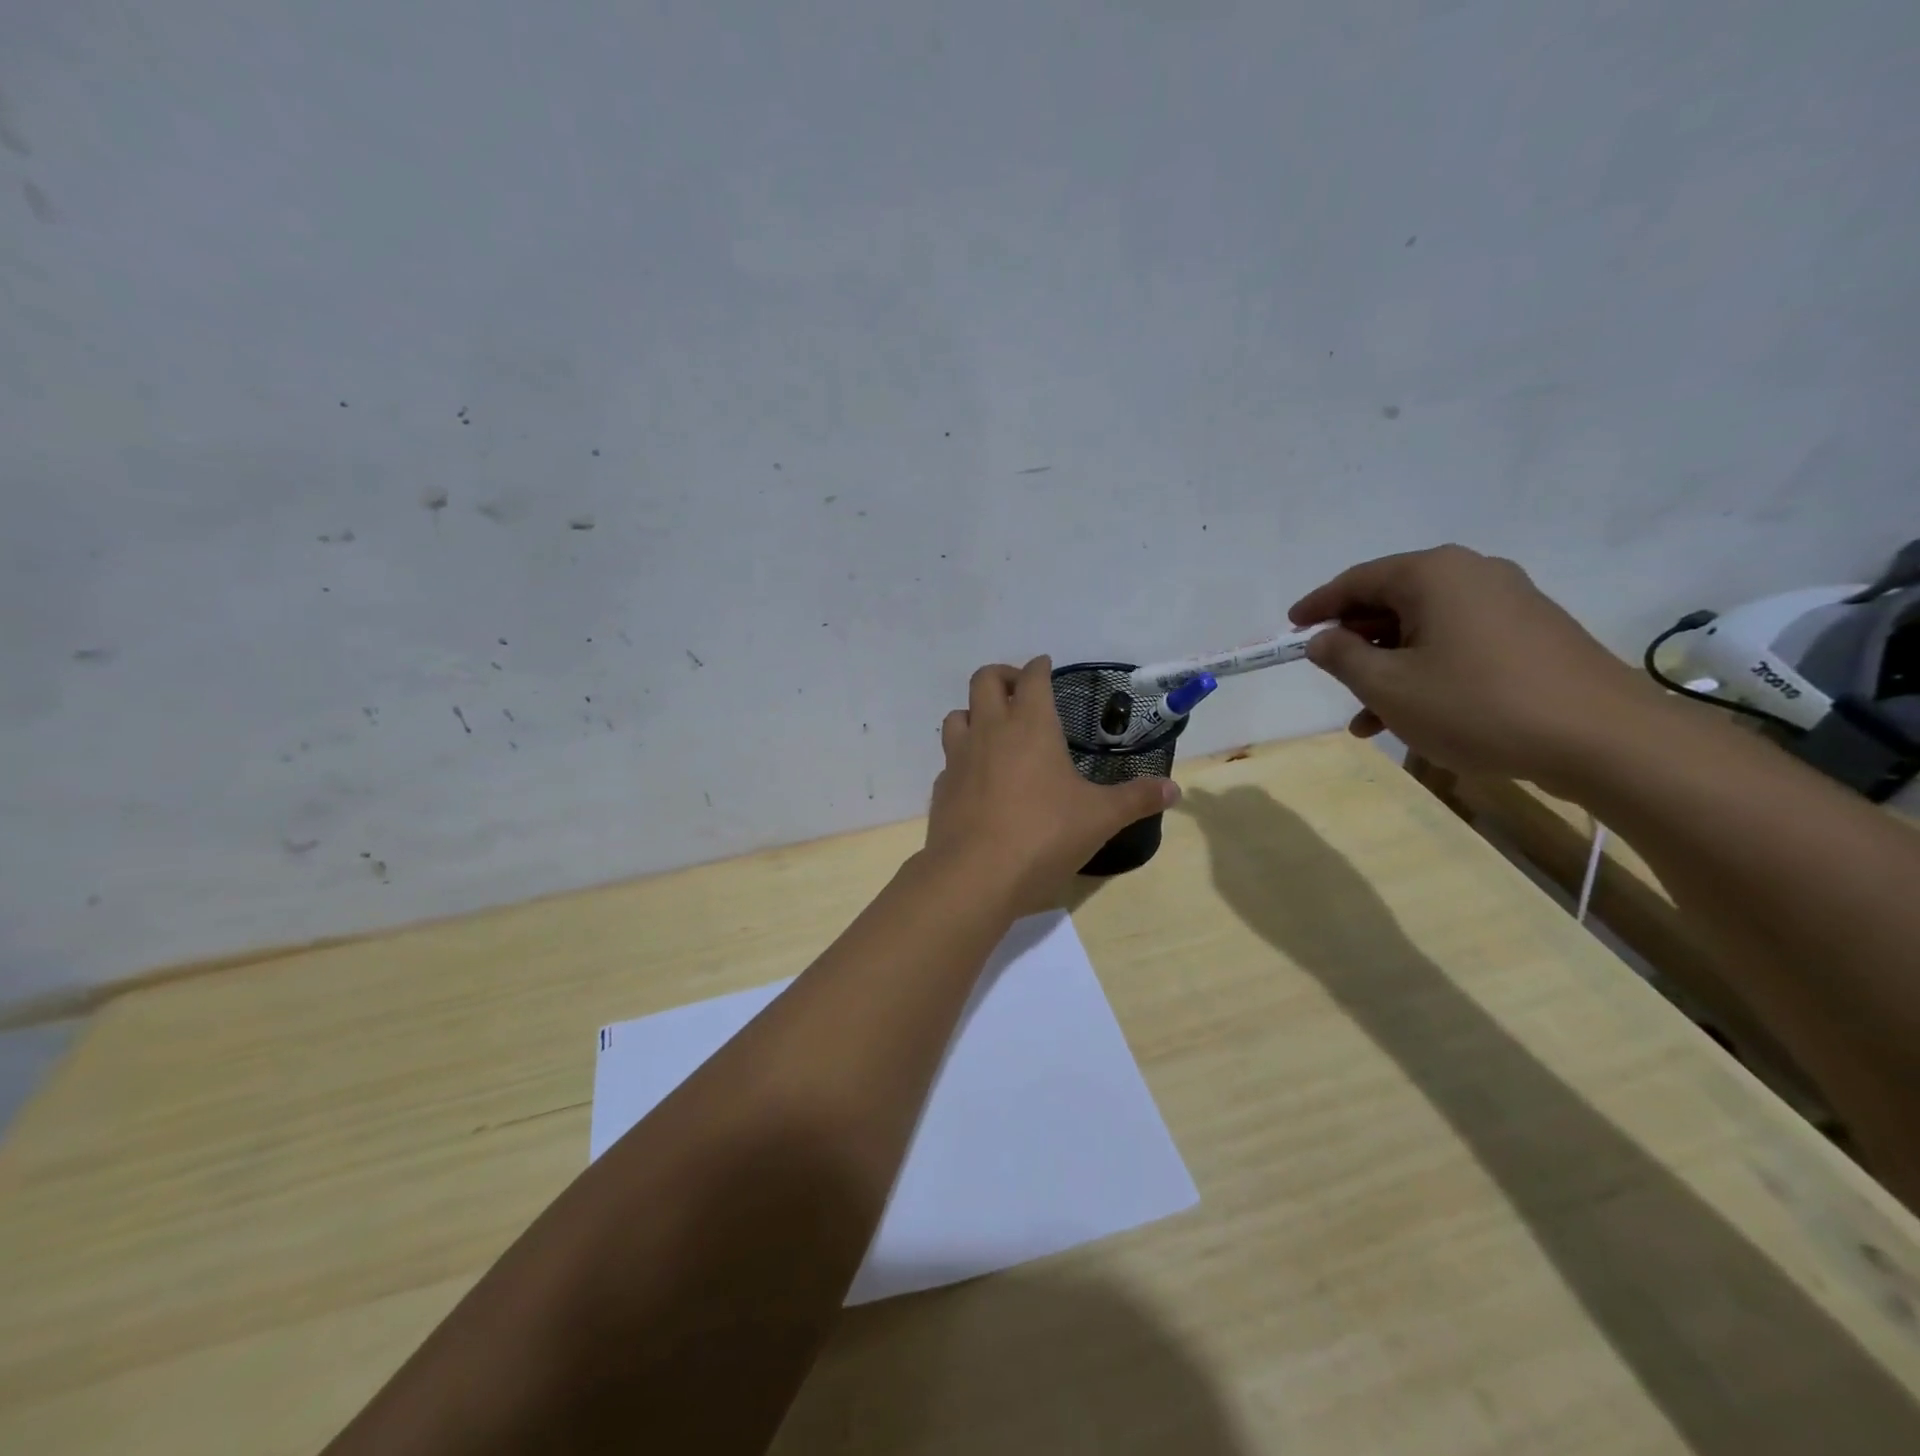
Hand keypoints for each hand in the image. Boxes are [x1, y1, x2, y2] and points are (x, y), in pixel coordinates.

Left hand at [926, 656, 1180, 914]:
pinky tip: (978, 779)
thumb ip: (1136, 799)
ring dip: (974, 713)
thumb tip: (1174, 789)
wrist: (975, 876)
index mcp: (1030, 726)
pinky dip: (963, 758)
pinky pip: (949, 760)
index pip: (1031, 678)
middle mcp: (990, 731)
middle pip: (983, 680)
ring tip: (994, 730)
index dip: (1039, 667)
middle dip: (1002, 676)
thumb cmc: (1044, 835)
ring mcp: (959, 758)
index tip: (1045, 665)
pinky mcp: (941, 788)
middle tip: (1019, 690)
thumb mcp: (1100, 818)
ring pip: (956, 715)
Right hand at [1290, 545, 1664, 788]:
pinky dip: (1426, 673)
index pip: (1357, 580)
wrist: (1602, 739)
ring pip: (1424, 630)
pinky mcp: (1531, 635)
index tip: (1291, 628)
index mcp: (1433, 574)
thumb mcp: (1388, 686)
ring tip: (1366, 719)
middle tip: (1332, 679)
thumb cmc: (1477, 704)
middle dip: (1356, 645)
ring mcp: (1508, 603)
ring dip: (1389, 669)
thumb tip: (1323, 639)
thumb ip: (1342, 657)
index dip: (1318, 605)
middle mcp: (1472, 575)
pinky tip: (1413, 717)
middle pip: (1392, 603)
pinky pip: (1458, 645)